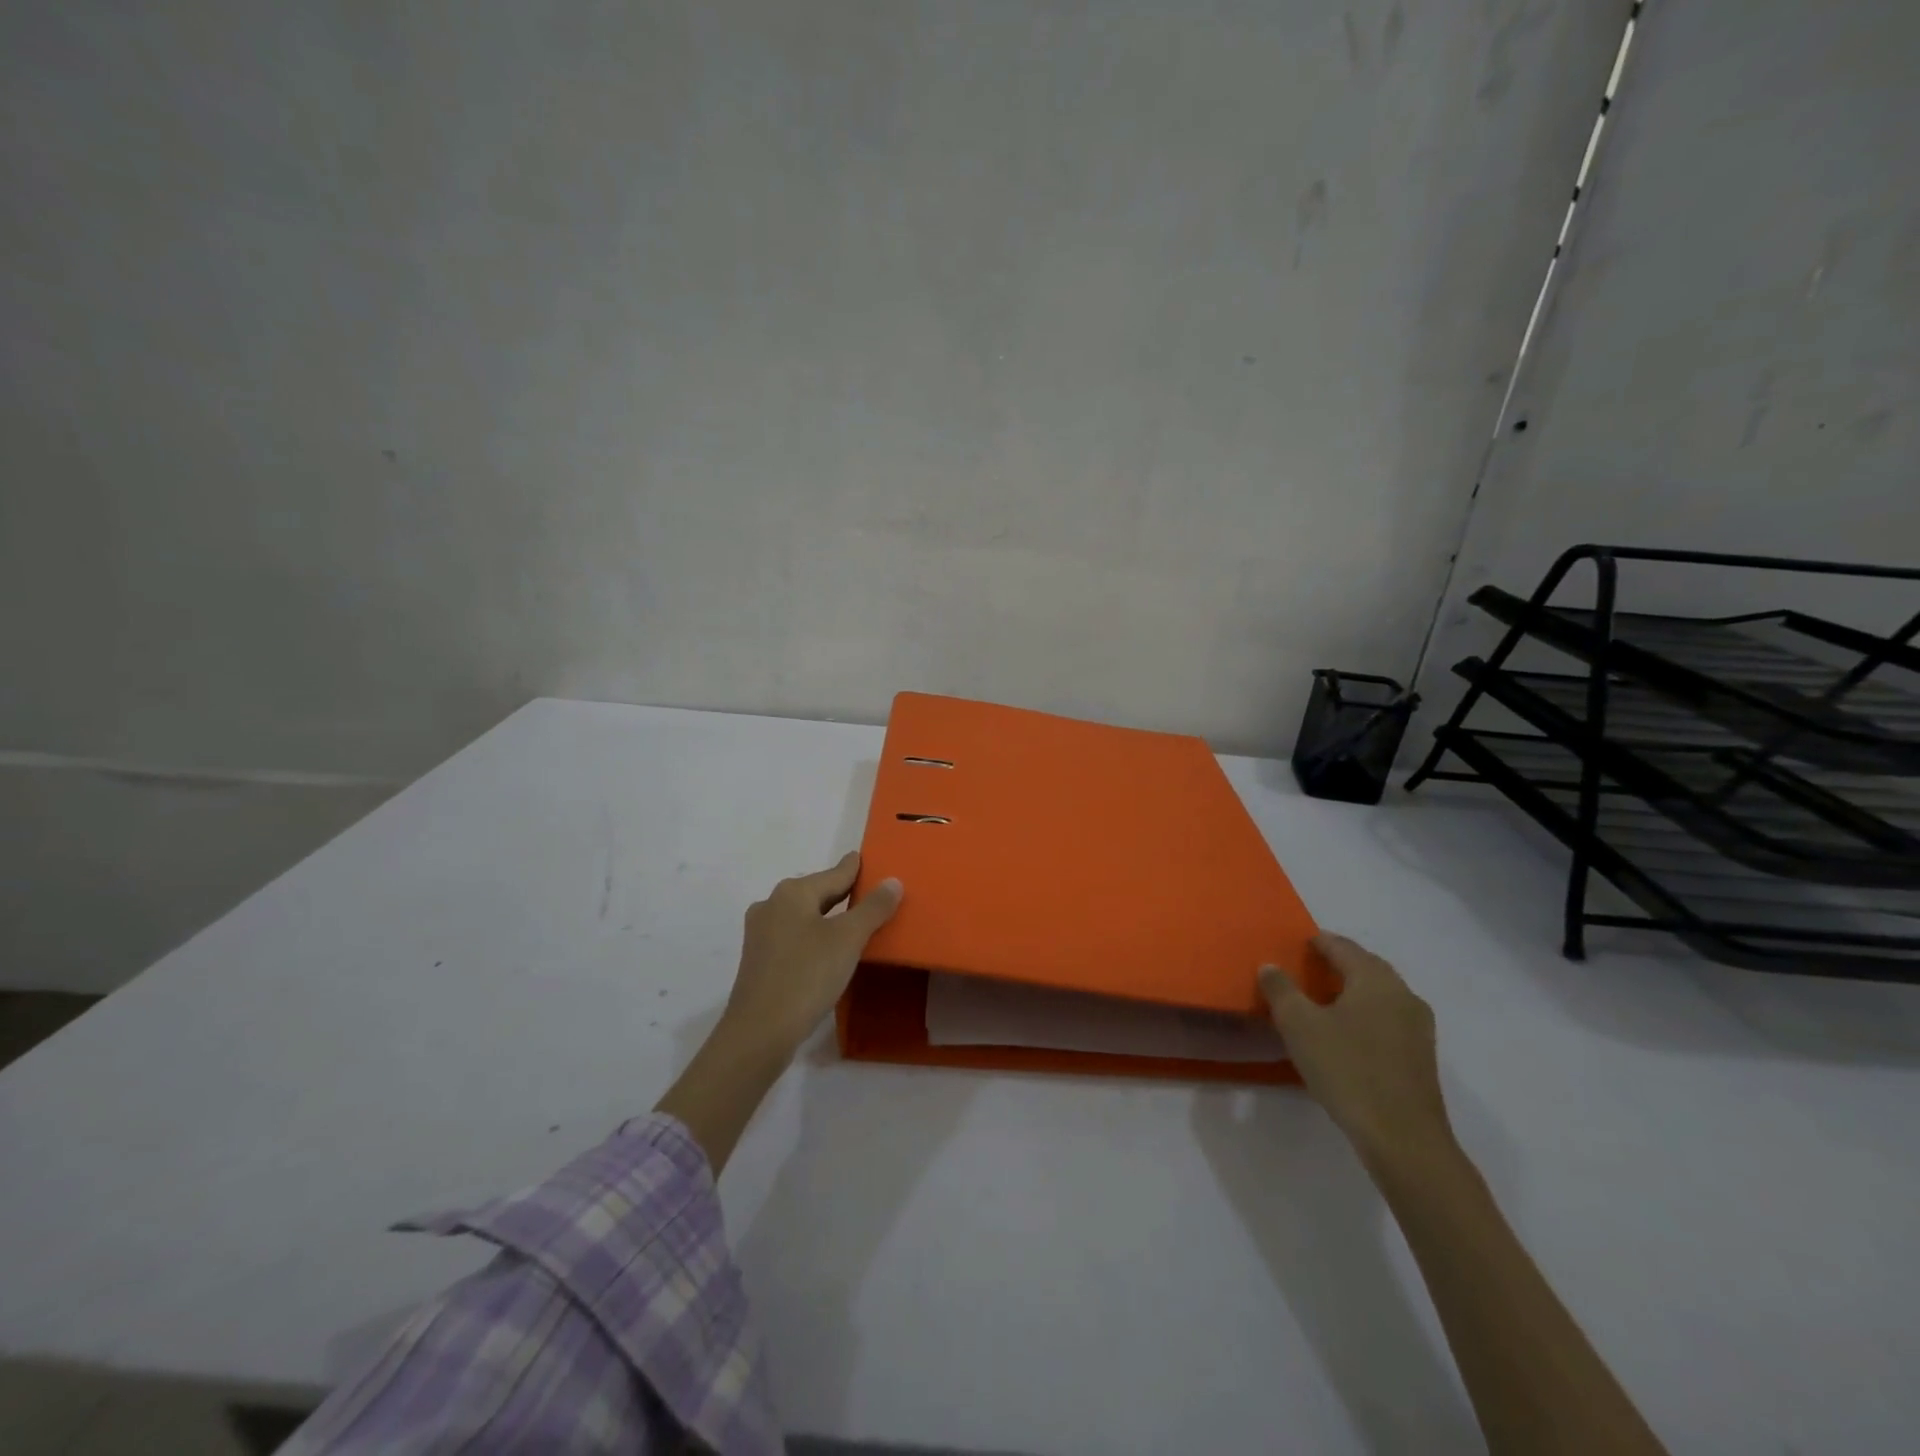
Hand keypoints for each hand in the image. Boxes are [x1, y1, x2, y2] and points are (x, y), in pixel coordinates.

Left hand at [722, 852, 902, 1060]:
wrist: (759, 1032)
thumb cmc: (807, 976)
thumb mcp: (848, 939)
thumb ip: (873, 908)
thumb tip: (892, 881)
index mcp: (792, 893)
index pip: (835, 873)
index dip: (855, 868)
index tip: (866, 859)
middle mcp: (772, 905)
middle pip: (817, 893)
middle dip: (843, 893)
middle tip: (872, 894)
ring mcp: (761, 934)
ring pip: (804, 916)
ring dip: (829, 918)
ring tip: (856, 923)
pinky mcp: (760, 961)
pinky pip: (795, 937)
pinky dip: (815, 937)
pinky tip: (829, 951)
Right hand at [1258, 934, 1451, 1172]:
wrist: (1403, 1139)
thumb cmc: (1347, 1070)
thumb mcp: (1299, 1025)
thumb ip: (1281, 989)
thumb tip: (1270, 966)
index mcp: (1375, 979)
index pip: (1341, 946)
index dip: (1316, 941)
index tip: (1294, 944)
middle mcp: (1402, 994)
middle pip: (1365, 967)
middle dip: (1335, 964)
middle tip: (1303, 969)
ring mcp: (1417, 1027)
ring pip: (1378, 995)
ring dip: (1350, 991)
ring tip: (1319, 1001)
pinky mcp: (1420, 1056)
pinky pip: (1386, 1019)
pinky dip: (1363, 1015)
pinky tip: (1343, 1033)